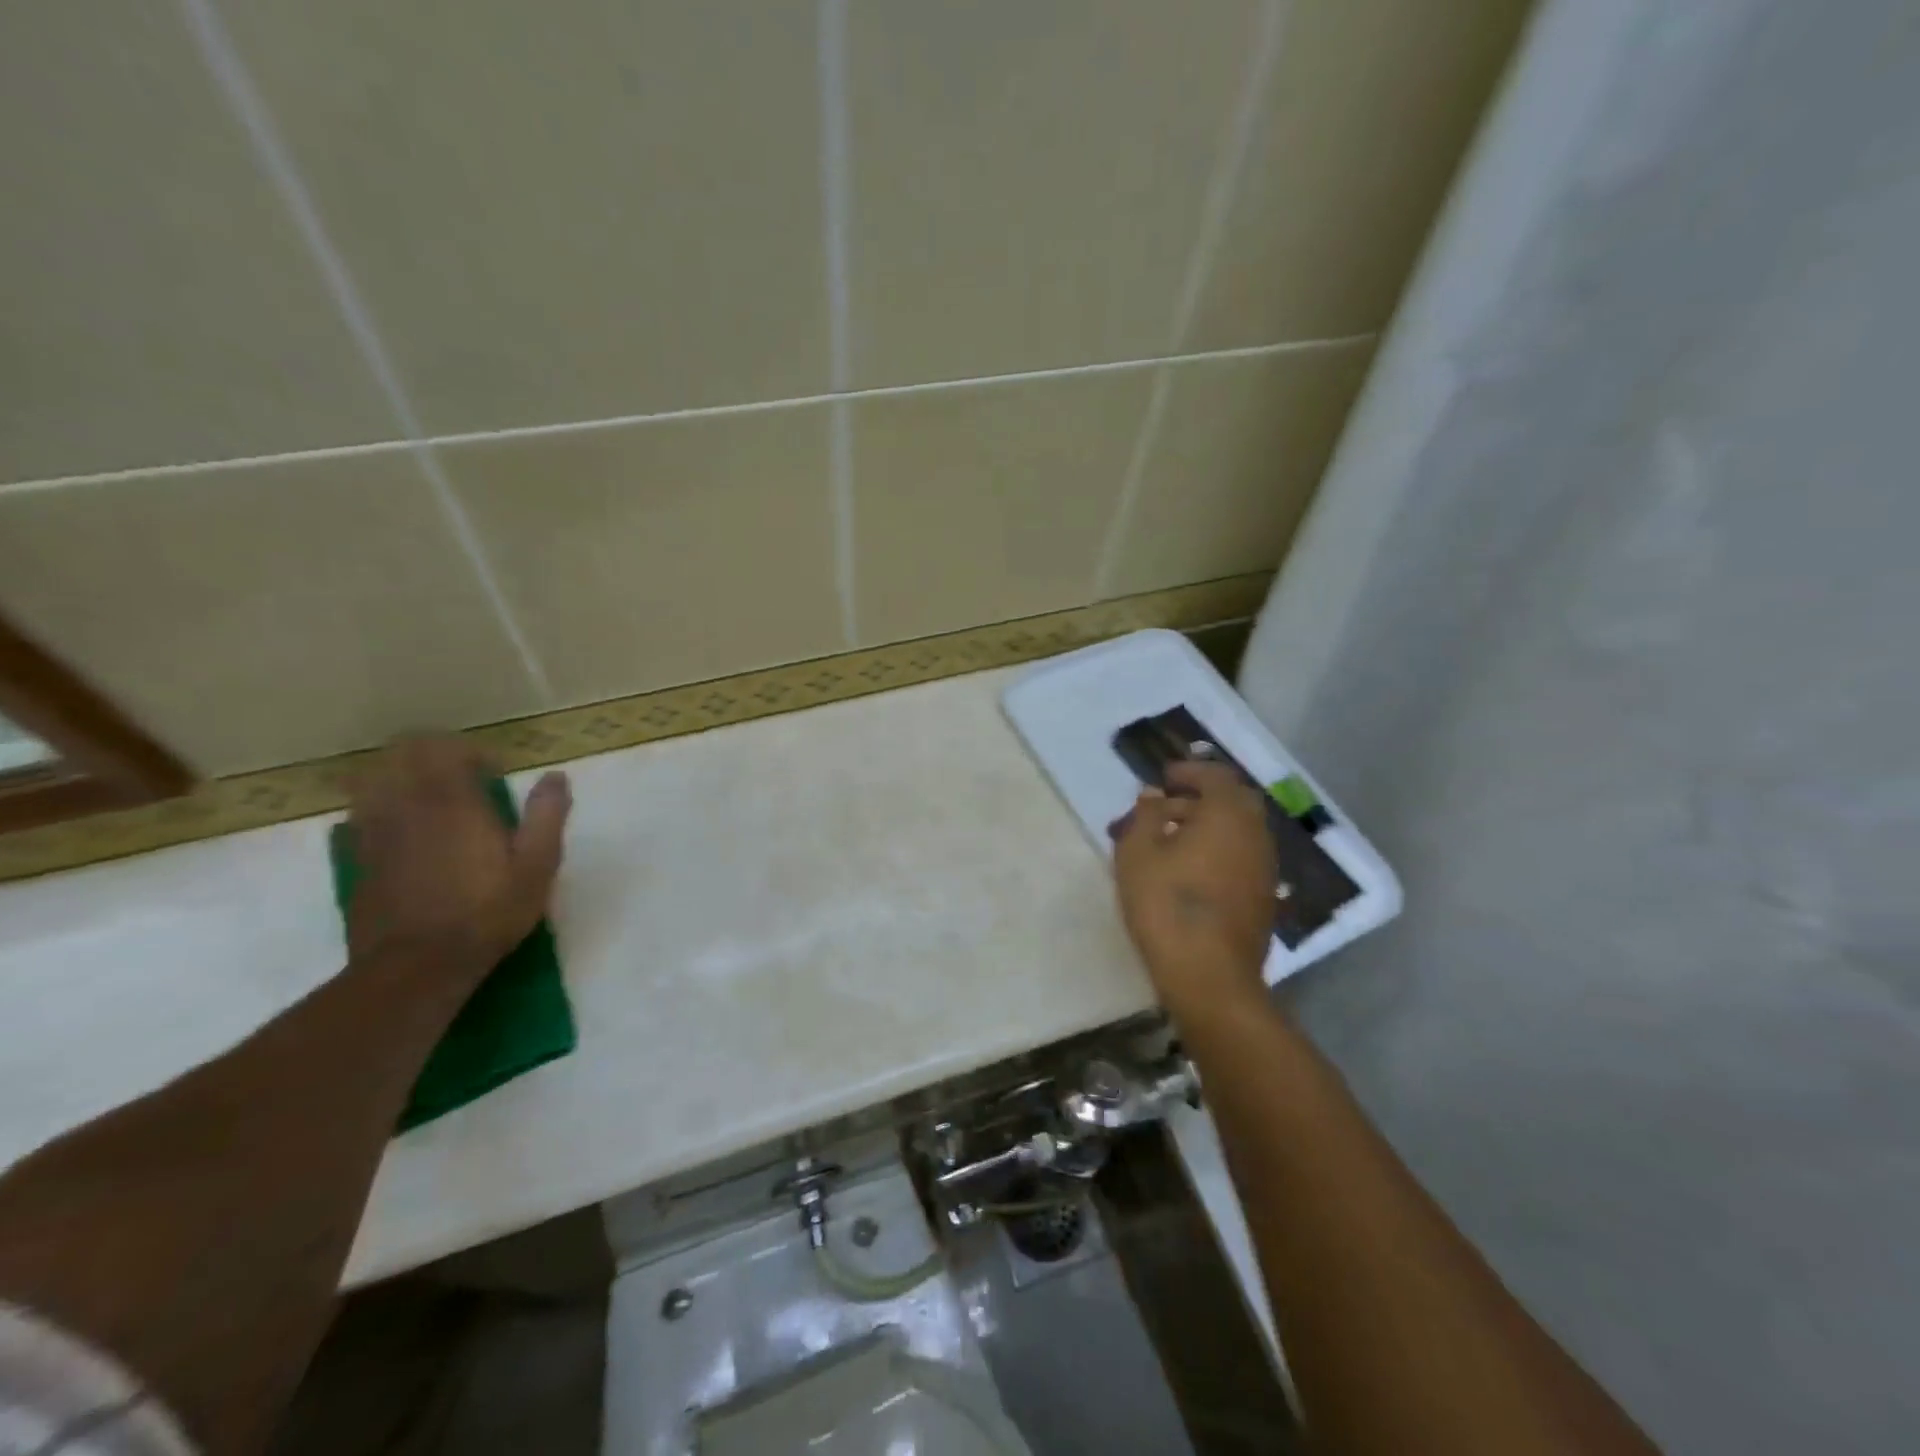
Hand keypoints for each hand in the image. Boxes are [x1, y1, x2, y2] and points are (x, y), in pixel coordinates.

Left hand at [345, 737, 571, 980]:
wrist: (418, 967)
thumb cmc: (488, 912)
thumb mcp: (538, 865)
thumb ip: (547, 815)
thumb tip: (555, 776)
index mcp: (453, 802)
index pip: (446, 748)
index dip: (472, 752)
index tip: (495, 775)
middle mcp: (407, 806)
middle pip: (402, 753)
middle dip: (433, 754)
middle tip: (463, 777)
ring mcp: (375, 831)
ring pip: (374, 778)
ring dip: (402, 776)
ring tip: (431, 799)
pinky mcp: (359, 858)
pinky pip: (362, 813)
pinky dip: (382, 806)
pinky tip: (407, 830)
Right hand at [1111, 760, 1276, 1013]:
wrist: (1209, 976)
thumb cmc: (1167, 905)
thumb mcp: (1137, 853)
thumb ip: (1145, 815)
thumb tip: (1154, 796)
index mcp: (1228, 815)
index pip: (1216, 776)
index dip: (1189, 771)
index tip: (1163, 777)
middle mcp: (1255, 834)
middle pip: (1233, 801)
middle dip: (1199, 797)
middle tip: (1165, 807)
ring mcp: (1264, 868)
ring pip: (1238, 831)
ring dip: (1207, 826)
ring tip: (1168, 840)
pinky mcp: (1263, 897)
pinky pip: (1240, 857)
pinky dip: (1217, 850)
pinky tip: (1188, 870)